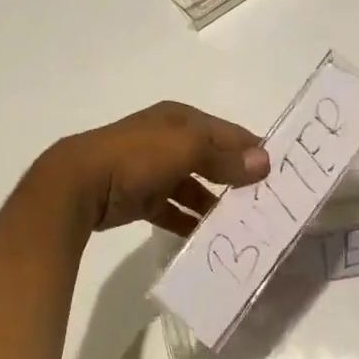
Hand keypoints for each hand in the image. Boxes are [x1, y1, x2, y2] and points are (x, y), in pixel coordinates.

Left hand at [47, 102, 269, 234]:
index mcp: (179, 120)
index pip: (227, 132)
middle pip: (211, 159)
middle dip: (236, 178)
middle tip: (265, 204)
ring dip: (214, 204)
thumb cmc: (136, 157)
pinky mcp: (140, 198)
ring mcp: (152, 170)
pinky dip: (188, 221)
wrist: (79, 184)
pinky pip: (173, 210)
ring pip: (193, 187)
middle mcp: (168, 141)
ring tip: (241, 226)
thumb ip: (224, 157)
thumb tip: (264, 161)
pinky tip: (207, 237)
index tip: (280, 173)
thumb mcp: (186, 149)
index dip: (252, 149)